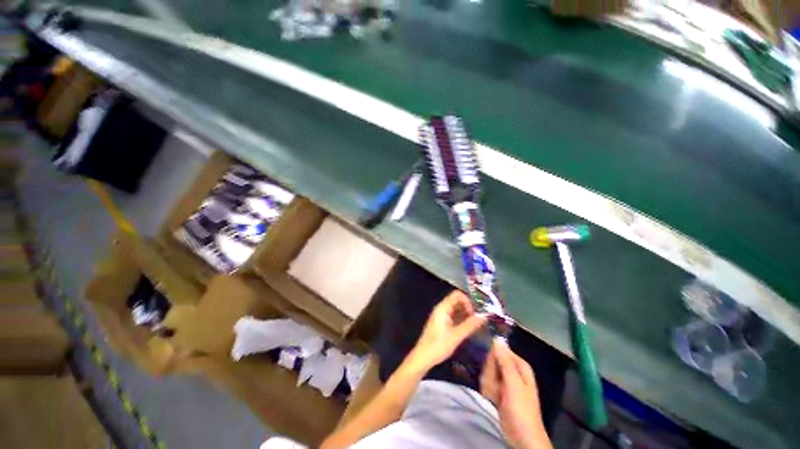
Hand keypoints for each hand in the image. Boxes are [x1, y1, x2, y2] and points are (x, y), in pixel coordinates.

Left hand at [407, 290, 486, 371]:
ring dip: (466, 315)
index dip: (468, 301)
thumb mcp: (456, 336)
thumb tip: (484, 316)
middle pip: (457, 301)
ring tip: (476, 325)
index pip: (457, 295)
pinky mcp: (442, 323)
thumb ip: (470, 325)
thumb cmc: (438, 346)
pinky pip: (453, 316)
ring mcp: (441, 316)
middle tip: (479, 320)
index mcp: (443, 308)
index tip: (476, 313)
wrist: (423, 358)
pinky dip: (461, 320)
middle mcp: (441, 309)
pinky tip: (469, 329)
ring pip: (456, 309)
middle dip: (469, 308)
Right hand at [481, 338, 551, 448]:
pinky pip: (487, 383)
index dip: (492, 358)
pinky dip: (488, 391)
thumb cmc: (521, 410)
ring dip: (489, 385)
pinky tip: (493, 399)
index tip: (490, 368)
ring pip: (488, 373)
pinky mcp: (499, 390)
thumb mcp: (513, 384)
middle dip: (490, 375)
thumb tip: (497, 338)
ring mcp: (505, 380)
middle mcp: (512, 369)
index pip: (499, 350)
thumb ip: (504, 360)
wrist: (522, 437)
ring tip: (496, 396)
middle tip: (495, 387)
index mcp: (519, 365)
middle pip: (492, 361)